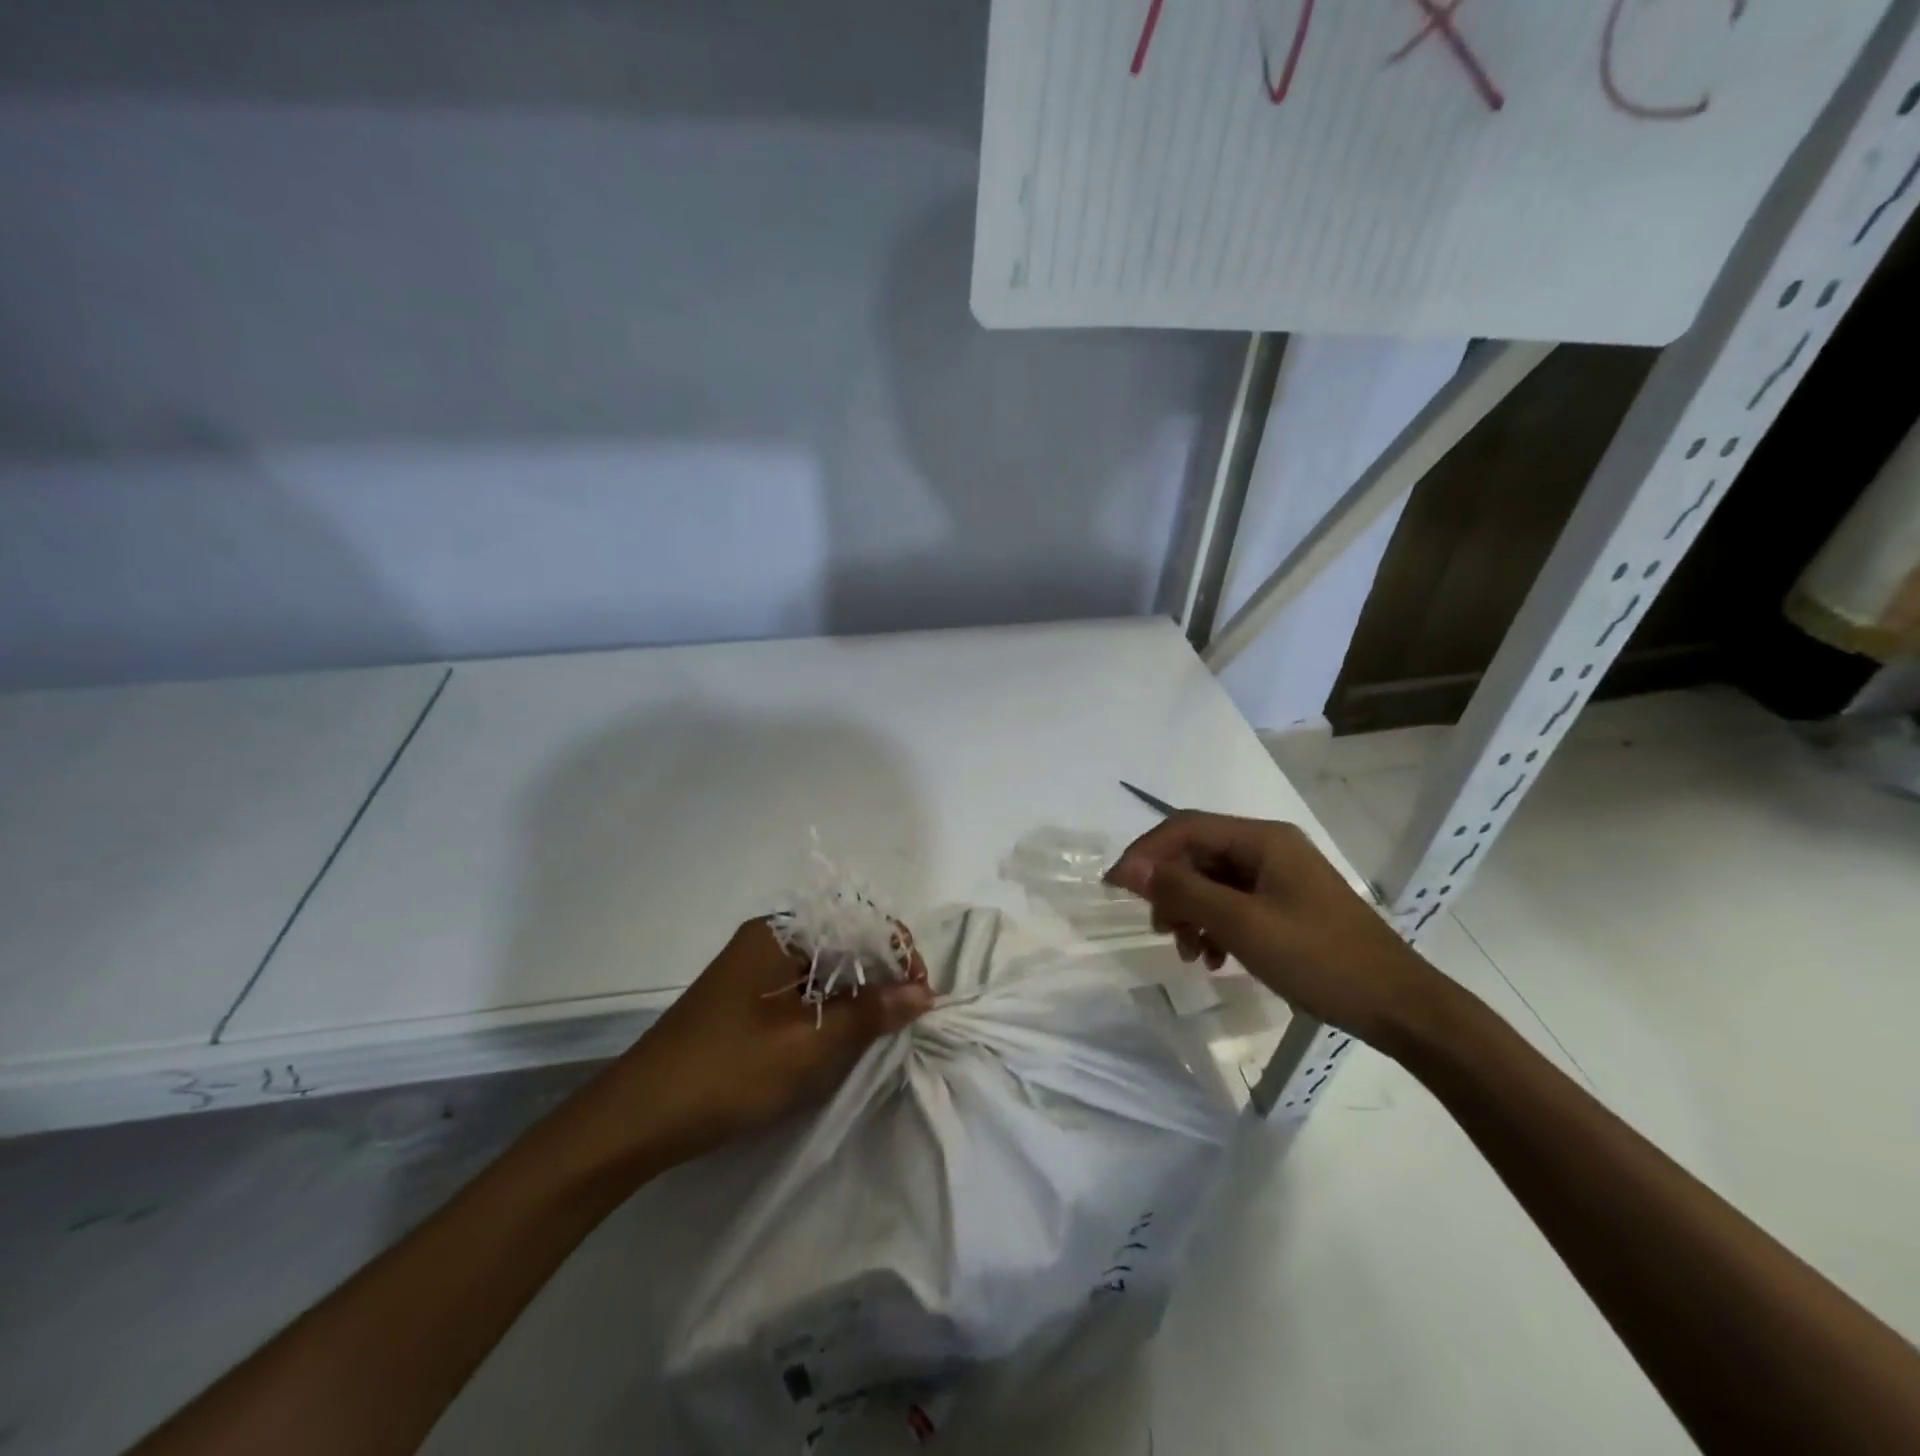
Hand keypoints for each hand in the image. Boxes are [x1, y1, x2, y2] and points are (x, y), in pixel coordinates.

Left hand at [599, 919, 934, 1167]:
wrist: (634, 1121)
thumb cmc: (725, 1071)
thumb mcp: (806, 1044)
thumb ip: (868, 1012)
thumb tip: (923, 992)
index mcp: (778, 933)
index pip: (857, 920)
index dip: (897, 952)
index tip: (920, 995)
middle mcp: (767, 941)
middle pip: (842, 941)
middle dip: (881, 973)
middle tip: (907, 1016)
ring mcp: (754, 972)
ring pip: (824, 970)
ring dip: (857, 994)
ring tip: (882, 1030)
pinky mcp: (746, 1003)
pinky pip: (803, 992)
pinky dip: (830, 1010)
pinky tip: (843, 1038)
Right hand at [1105, 812, 1441, 1049]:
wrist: (1399, 1007)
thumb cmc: (1319, 959)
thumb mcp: (1242, 925)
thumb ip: (1183, 891)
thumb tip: (1129, 868)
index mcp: (1262, 839)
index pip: (1185, 827)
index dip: (1145, 852)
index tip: (1115, 886)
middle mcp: (1268, 848)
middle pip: (1197, 854)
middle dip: (1170, 890)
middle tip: (1161, 930)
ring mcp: (1278, 877)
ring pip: (1212, 882)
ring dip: (1191, 913)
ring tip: (1190, 953)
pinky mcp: (1285, 905)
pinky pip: (1233, 904)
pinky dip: (1215, 926)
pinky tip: (1214, 959)